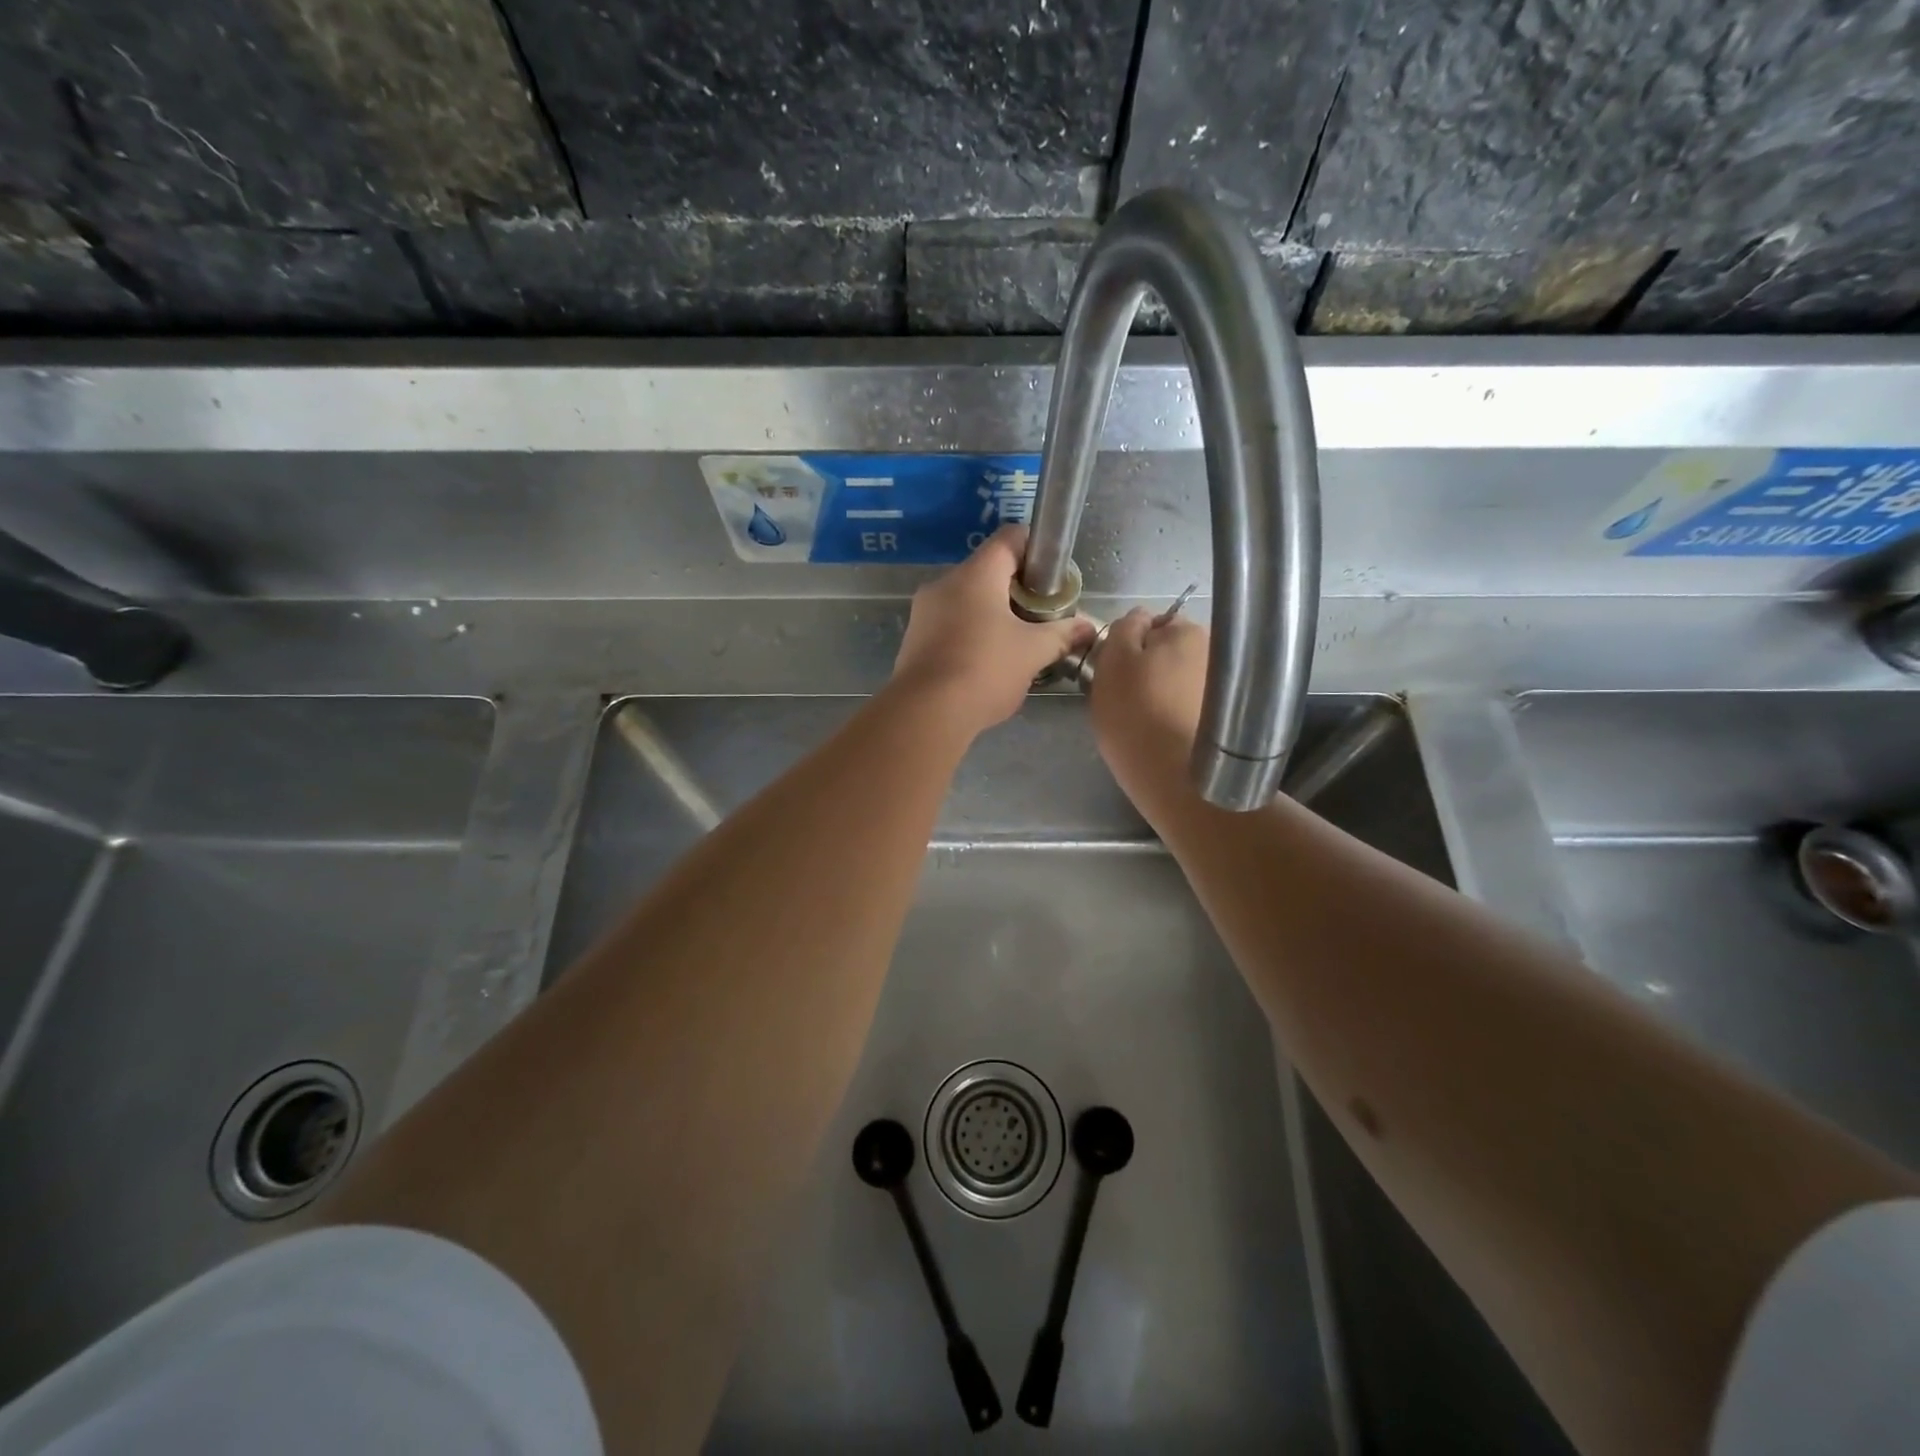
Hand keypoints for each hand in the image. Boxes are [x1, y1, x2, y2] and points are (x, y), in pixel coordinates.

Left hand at [891, 525, 1094, 739]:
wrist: (926, 713)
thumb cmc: (985, 670)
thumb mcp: (1033, 652)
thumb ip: (1062, 634)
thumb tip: (1087, 626)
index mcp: (976, 574)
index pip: (1010, 538)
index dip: (1036, 550)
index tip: (1053, 579)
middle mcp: (945, 583)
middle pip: (988, 571)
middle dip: (1017, 591)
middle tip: (1040, 617)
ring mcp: (924, 611)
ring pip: (967, 600)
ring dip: (993, 615)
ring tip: (1017, 644)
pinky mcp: (914, 639)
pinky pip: (949, 624)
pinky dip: (971, 634)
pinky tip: (986, 663)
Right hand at [1088, 607, 1209, 821]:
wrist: (1174, 776)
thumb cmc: (1135, 713)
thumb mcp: (1113, 661)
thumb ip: (1124, 629)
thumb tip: (1139, 618)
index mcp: (1187, 630)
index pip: (1153, 623)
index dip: (1130, 645)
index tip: (1116, 672)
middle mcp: (1213, 651)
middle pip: (1170, 652)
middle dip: (1151, 667)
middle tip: (1127, 697)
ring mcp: (1223, 686)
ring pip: (1181, 679)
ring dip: (1165, 691)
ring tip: (1148, 721)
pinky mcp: (1225, 718)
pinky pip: (1192, 705)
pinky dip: (1179, 713)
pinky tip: (1166, 734)